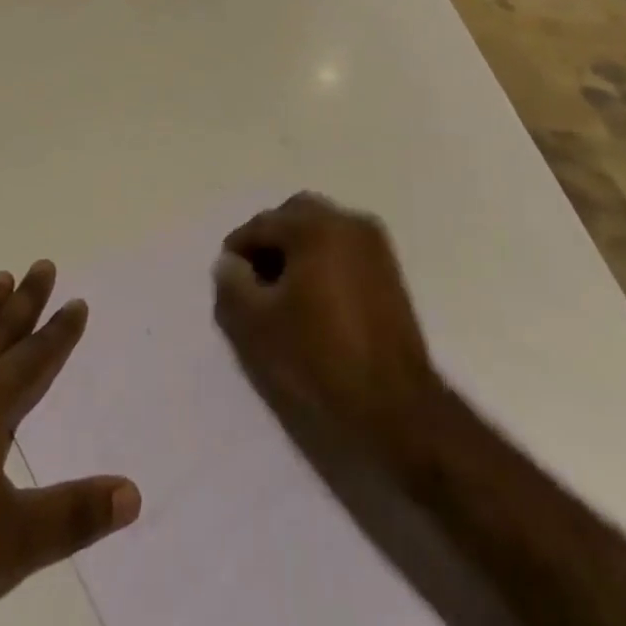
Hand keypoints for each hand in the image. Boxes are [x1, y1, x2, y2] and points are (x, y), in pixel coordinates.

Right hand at [213, 193, 439, 466]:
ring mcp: (374, 245)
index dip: (238, 251)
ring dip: (297, 250)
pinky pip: (343, 249)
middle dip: (270, 241)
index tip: (228, 282)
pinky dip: (322, 261)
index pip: (261, 224)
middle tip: (255, 281)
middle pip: (294, 216)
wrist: (397, 409)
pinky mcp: (389, 270)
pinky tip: (314, 300)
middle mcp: (347, 222)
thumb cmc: (320, 359)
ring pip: (321, 230)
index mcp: (315, 226)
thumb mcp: (257, 325)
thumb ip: (231, 285)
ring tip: (283, 293)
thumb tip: (229, 263)